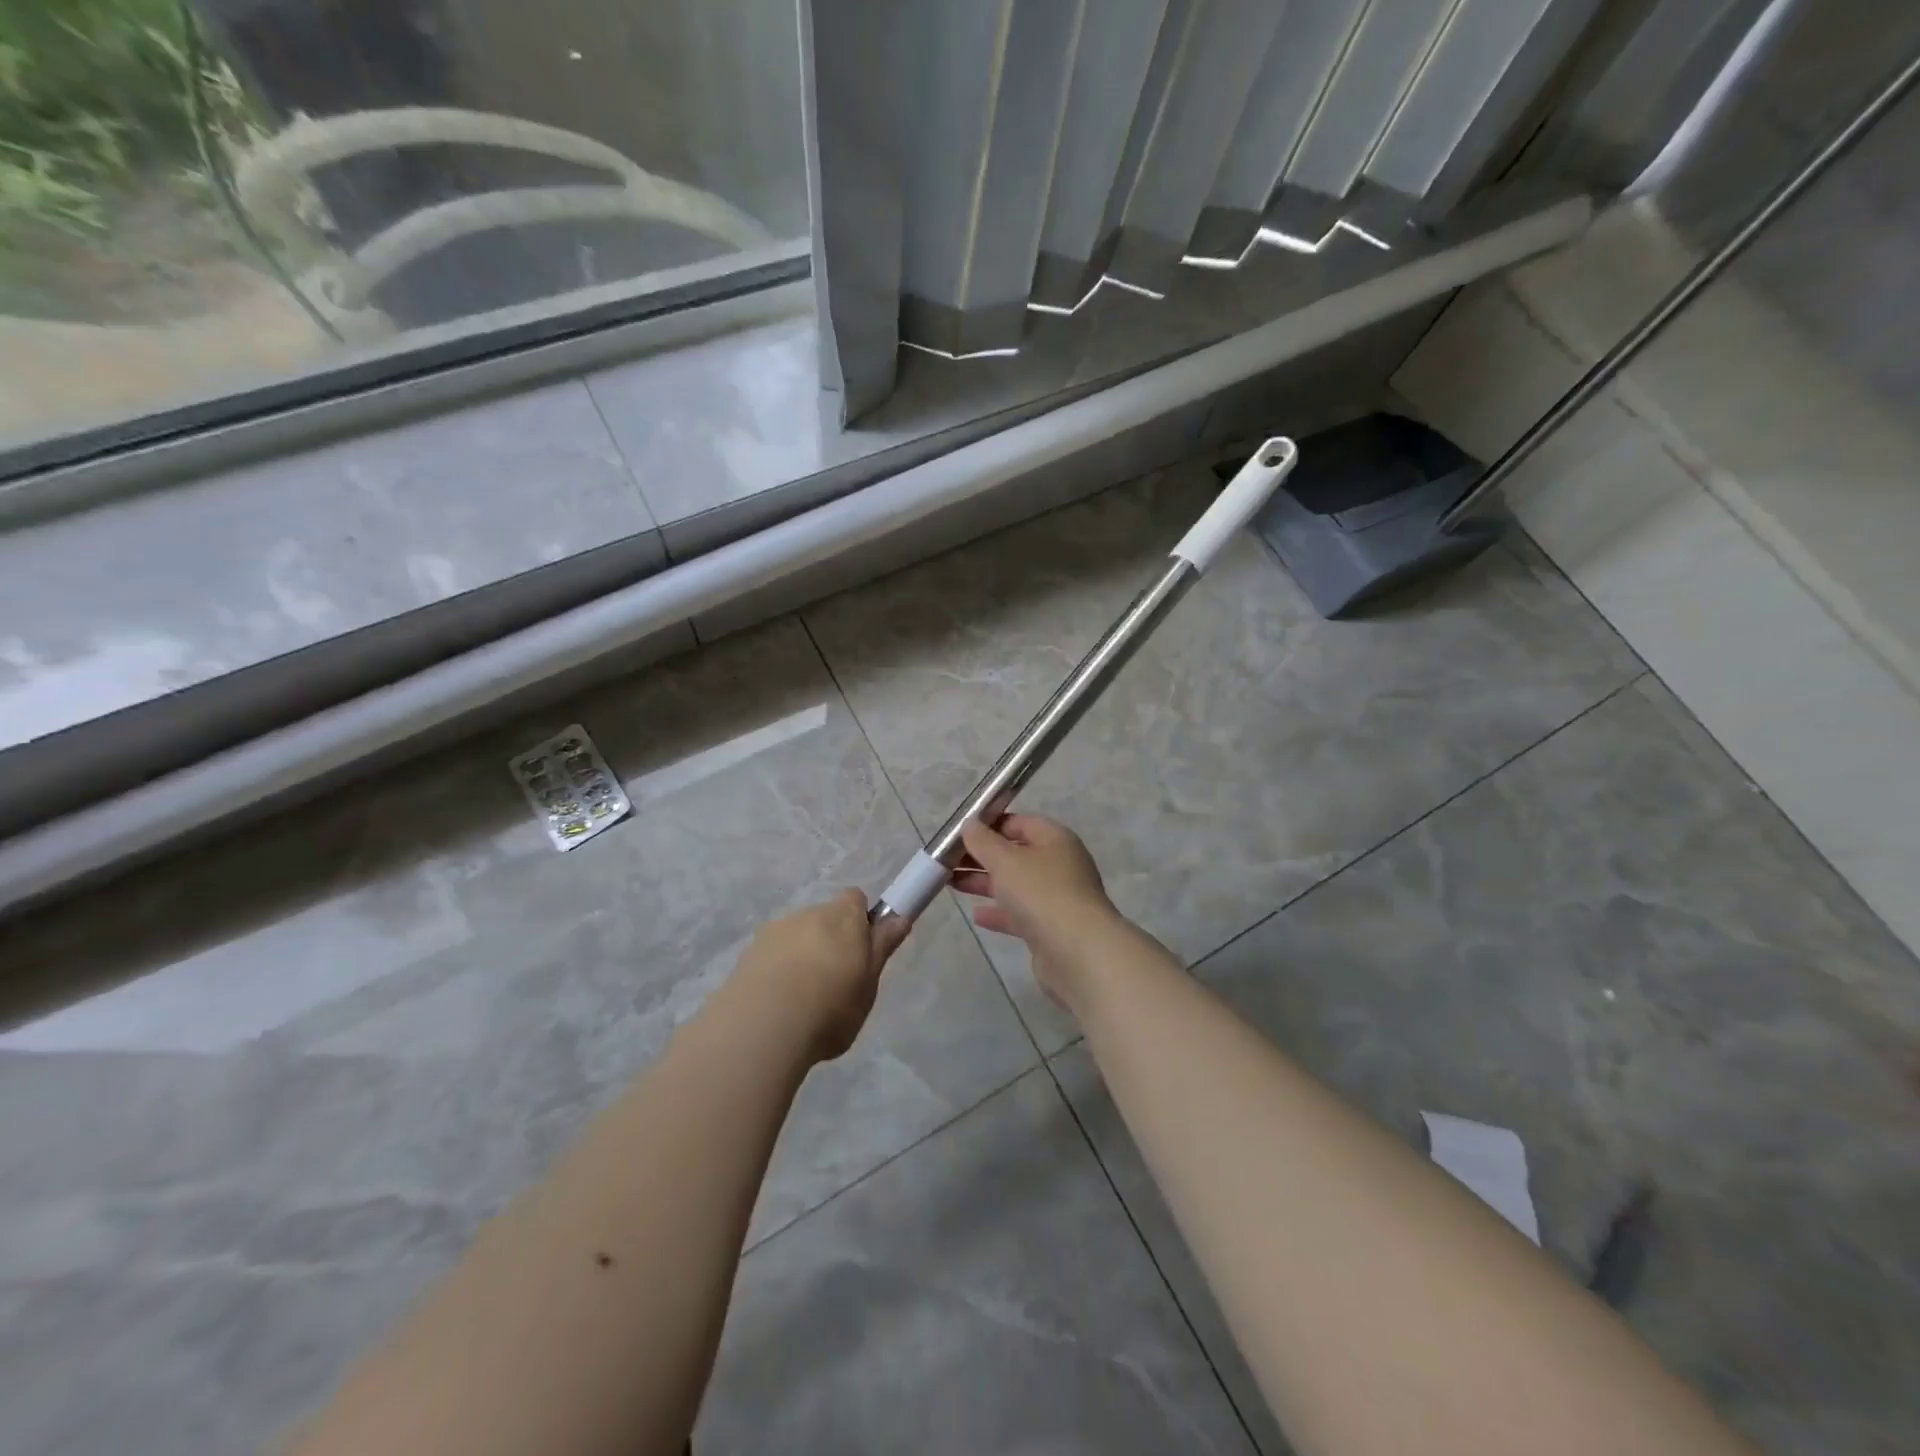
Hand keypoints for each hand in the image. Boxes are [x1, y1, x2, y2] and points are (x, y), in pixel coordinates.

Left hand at [733, 889, 908, 1062]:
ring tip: (800, 999)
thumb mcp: (868, 985)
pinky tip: (776, 1004)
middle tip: (833, 982)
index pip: (855, 899)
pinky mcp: (748, 953)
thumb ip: (881, 948)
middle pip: (824, 919)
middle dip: (829, 941)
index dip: (860, 919)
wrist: (763, 1027)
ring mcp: (775, 931)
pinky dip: (775, 970)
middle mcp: (809, 914)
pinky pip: (770, 955)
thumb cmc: (830, 1007)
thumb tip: (900, 918)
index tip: (861, 949)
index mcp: (843, 918)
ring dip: (800, 955)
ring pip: (795, 937)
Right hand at [954, 815, 1125, 1014]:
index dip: (990, 824)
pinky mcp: (1051, 929)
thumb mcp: (1005, 860)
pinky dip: (999, 912)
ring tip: (950, 883)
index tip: (959, 833)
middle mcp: (1059, 865)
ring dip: (985, 883)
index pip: (1020, 822)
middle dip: (982, 856)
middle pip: (1015, 854)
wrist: (1078, 952)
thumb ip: (983, 841)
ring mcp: (1057, 898)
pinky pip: (1020, 914)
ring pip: (1015, 885)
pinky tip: (977, 916)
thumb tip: (970, 825)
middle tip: (947, 861)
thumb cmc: (1041, 893)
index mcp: (1055, 839)